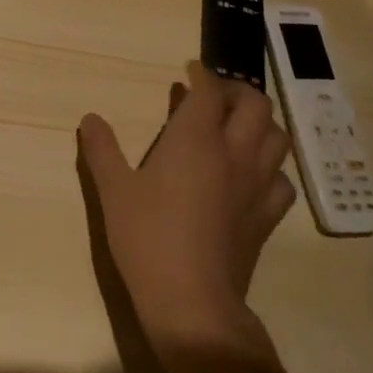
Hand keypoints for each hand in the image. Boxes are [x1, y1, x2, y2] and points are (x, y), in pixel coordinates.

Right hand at [78, 62, 295, 368]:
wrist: (192, 303)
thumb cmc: (148, 239)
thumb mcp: (113, 191)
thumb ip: (101, 149)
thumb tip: (90, 118)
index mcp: (195, 140)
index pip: (209, 90)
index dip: (202, 74)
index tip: (190, 69)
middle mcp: (233, 154)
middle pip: (255, 105)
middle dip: (237, 92)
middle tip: (214, 97)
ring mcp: (256, 186)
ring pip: (277, 138)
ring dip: (259, 125)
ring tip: (235, 129)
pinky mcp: (267, 218)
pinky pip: (282, 180)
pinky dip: (270, 168)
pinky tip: (250, 176)